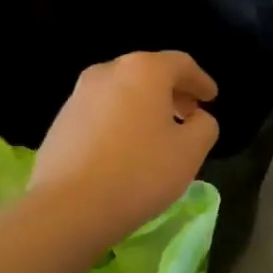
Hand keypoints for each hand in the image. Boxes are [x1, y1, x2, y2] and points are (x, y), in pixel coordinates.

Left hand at [30, 51, 220, 242]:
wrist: (67, 208)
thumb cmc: (138, 172)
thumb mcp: (190, 152)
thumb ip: (204, 126)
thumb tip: (196, 118)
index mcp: (143, 70)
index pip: (180, 64)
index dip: (200, 80)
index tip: (211, 98)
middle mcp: (108, 72)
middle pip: (148, 73)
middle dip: (172, 92)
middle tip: (189, 114)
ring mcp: (79, 95)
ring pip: (122, 92)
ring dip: (145, 106)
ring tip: (158, 134)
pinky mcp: (61, 121)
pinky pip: (101, 112)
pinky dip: (121, 121)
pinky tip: (126, 149)